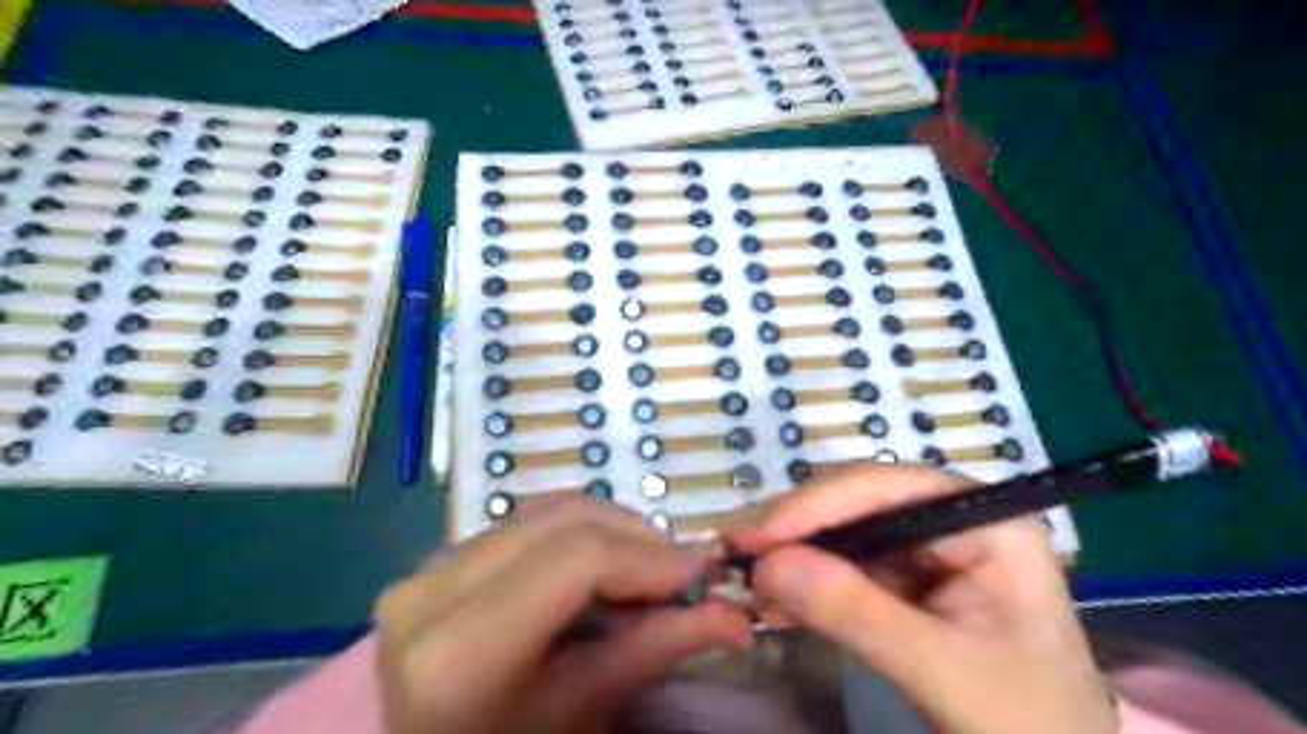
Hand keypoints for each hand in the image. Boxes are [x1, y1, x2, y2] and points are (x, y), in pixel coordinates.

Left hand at [374, 497, 750, 731]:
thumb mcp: (574, 714)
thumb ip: (650, 653)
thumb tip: (733, 617)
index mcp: (456, 649)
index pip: (577, 558)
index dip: (650, 557)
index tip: (702, 574)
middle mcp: (431, 587)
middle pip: (565, 519)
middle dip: (638, 538)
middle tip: (682, 575)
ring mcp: (429, 564)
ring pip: (548, 512)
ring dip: (612, 532)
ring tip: (646, 574)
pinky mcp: (440, 557)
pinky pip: (527, 522)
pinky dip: (579, 536)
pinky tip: (601, 572)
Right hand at [730, 466, 1115, 731]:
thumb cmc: (1024, 723)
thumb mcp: (942, 671)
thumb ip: (855, 613)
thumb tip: (765, 565)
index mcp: (985, 521)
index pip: (887, 488)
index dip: (815, 505)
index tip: (753, 536)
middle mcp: (951, 517)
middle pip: (857, 500)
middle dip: (795, 526)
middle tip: (733, 552)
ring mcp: (925, 545)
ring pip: (842, 528)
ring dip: (791, 549)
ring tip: (742, 570)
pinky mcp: (904, 576)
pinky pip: (842, 561)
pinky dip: (804, 576)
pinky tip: (771, 592)